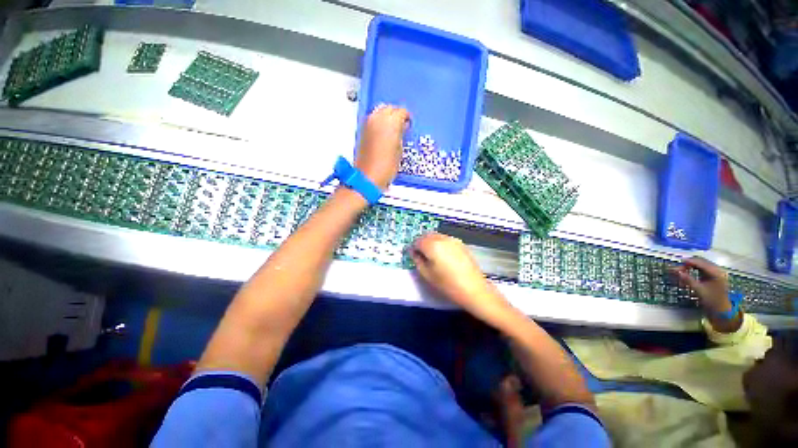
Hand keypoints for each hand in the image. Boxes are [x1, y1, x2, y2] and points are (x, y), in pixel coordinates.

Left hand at [355, 105, 409, 189]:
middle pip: (389, 108)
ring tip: (392, 130)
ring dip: (386, 118)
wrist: (369, 176)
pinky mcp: (362, 130)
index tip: (408, 123)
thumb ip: (401, 135)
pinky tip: (383, 134)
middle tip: (401, 125)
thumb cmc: (386, 166)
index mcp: (391, 121)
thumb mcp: (400, 150)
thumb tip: (401, 129)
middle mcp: (378, 118)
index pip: (401, 112)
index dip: (406, 117)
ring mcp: (368, 123)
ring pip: (379, 112)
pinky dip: (379, 123)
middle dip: (396, 115)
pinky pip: (373, 120)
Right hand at [410, 233, 514, 325]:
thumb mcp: (427, 274)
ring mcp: (453, 240)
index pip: (417, 241)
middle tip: (421, 255)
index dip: (413, 248)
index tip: (413, 256)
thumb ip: (417, 260)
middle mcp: (442, 238)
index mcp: (432, 245)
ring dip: (430, 242)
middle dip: (421, 243)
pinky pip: (445, 239)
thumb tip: (413, 252)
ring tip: (432, 256)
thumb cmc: (448, 284)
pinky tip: (443, 256)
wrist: (474, 289)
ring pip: (436, 236)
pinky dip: (440, 243)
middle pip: (426, 235)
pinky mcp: (461, 243)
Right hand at [671, 257, 730, 313]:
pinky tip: (689, 273)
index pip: (700, 262)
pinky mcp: (714, 277)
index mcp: (715, 272)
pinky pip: (703, 270)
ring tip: (682, 271)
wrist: (721, 310)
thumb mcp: (699, 290)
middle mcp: (717, 270)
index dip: (688, 262)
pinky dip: (695, 270)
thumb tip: (677, 271)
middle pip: (701, 262)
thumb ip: (688, 280)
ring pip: (702, 265)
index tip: (677, 264)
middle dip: (689, 264)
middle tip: (678, 269)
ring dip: (691, 267)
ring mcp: (716, 273)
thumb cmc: (711, 300)